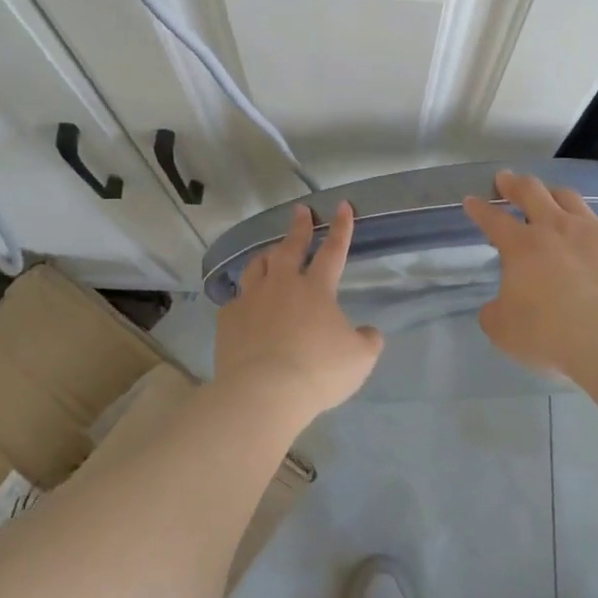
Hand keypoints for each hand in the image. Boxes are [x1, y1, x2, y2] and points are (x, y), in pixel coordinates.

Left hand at [214, 201, 384, 422]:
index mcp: (316, 289)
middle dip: (299, 227)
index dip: (341, 228)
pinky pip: (237, 300)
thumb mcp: (359, 359)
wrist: (264, 392)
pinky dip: (244, 297)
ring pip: (257, 266)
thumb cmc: (318, 372)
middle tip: (300, 211)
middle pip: (290, 247)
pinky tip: (245, 304)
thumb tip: (369, 332)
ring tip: (270, 252)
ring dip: (267, 256)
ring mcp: (251, 299)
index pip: (333, 250)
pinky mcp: (228, 319)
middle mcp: (282, 285)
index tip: (342, 206)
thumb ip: (367, 340)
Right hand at [462, 170, 597, 377]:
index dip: (479, 209)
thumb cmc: (549, 333)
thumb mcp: (504, 330)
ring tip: (552, 195)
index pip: (493, 220)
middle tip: (507, 179)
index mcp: (521, 246)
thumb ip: (496, 313)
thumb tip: (498, 307)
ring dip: (556, 194)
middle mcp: (556, 228)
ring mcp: (595, 231)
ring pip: (572, 199)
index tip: (471, 200)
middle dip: (515, 184)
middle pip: (532, 192)